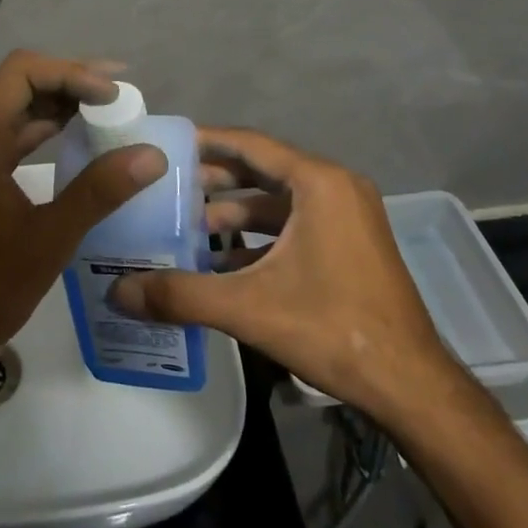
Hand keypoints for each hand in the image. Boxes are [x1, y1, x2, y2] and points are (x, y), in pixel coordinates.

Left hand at [0, 50, 165, 380]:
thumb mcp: (48, 240)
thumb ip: (99, 191)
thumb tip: (152, 154)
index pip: (23, 73)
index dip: (72, 73)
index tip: (114, 95)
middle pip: (19, 84)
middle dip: (69, 81)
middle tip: (120, 94)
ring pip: (14, 108)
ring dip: (57, 104)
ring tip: (108, 111)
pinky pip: (8, 135)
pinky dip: (42, 129)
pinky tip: (77, 139)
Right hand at [107, 127, 462, 429]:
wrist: (410, 386)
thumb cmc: (332, 328)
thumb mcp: (248, 307)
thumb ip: (180, 295)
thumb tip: (117, 292)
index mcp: (319, 183)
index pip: (250, 144)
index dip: (206, 141)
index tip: (166, 144)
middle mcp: (336, 188)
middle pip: (262, 169)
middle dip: (214, 178)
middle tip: (168, 187)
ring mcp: (347, 217)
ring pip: (277, 200)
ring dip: (234, 211)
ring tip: (188, 226)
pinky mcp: (350, 244)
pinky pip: (294, 224)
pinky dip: (258, 236)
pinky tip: (222, 261)